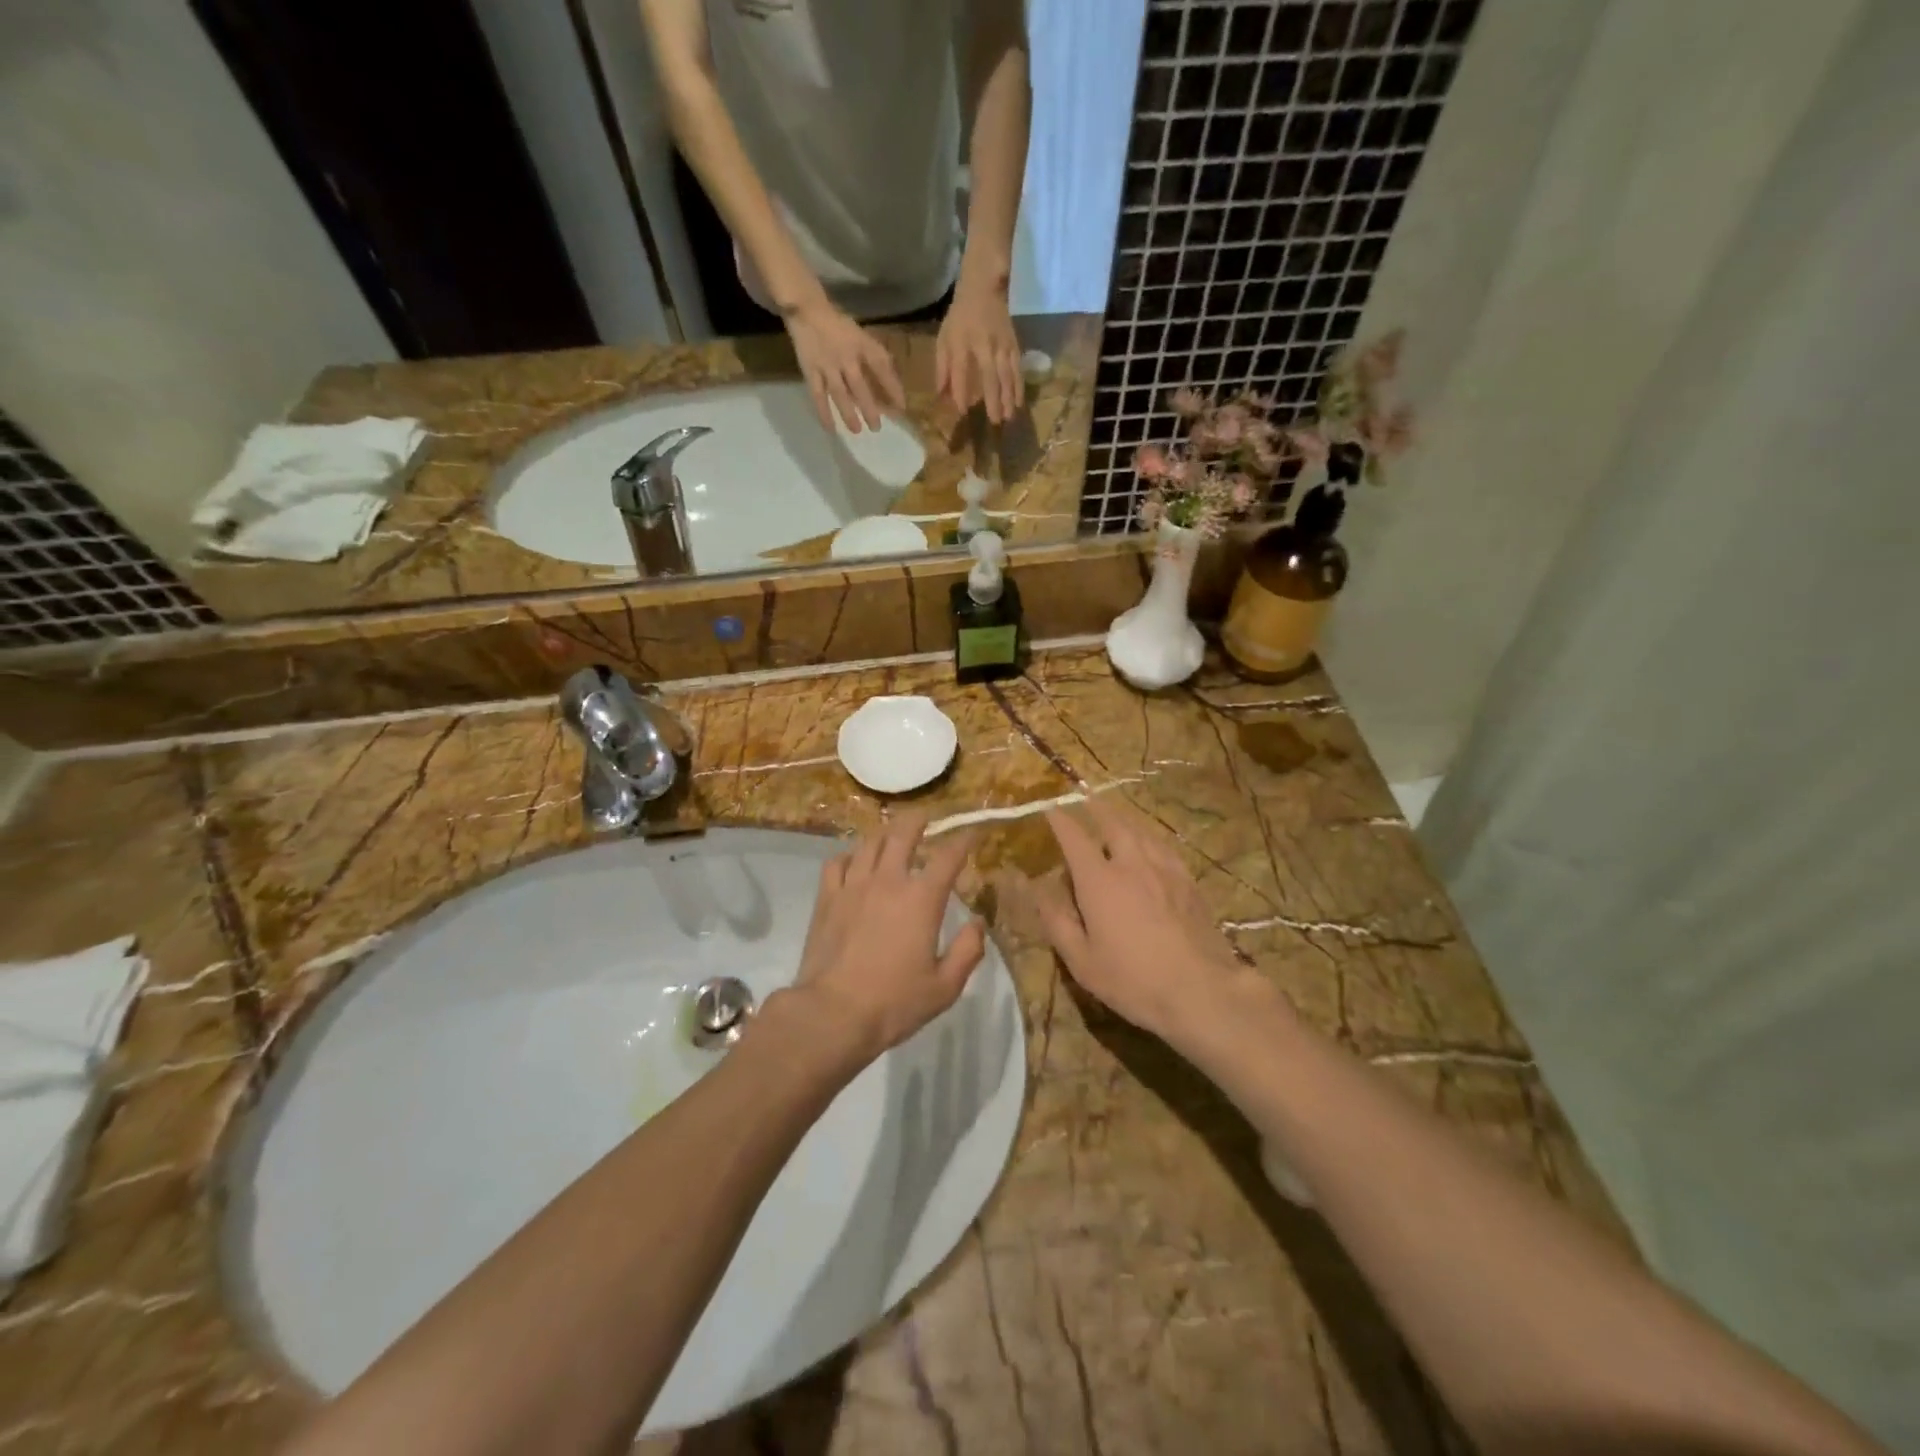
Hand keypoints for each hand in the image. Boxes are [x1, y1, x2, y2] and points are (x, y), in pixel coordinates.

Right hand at [785, 297, 905, 433]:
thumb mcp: (861, 335)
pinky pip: (818, 395)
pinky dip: (824, 412)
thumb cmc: (838, 325)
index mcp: (861, 344)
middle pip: (860, 387)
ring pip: (840, 394)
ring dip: (849, 414)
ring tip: (858, 431)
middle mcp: (846, 357)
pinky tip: (830, 428)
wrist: (807, 310)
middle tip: (877, 428)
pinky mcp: (811, 371)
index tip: (901, 407)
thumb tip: (891, 383)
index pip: (881, 366)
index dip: (893, 387)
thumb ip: (874, 356)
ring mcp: (827, 365)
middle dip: (870, 408)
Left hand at [791, 811, 986, 1058]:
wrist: (833, 1013)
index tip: (972, 834)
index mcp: (921, 899)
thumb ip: (968, 951)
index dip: (963, 841)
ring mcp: (853, 886)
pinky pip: (837, 862)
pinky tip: (854, 862)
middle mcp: (888, 881)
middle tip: (925, 817)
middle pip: (902, 834)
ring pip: (869, 843)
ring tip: (891, 834)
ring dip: (885, 834)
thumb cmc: (894, 1002)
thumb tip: (977, 923)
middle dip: (918, 820)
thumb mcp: (945, 986)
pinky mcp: (827, 898)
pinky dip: (849, 856)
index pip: (948, 856)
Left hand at [935, 279, 1024, 423]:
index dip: (961, 391)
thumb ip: (942, 367)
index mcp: (962, 342)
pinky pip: (1017, 369)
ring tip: (1009, 417)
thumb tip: (942, 396)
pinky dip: (1019, 386)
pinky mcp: (1014, 345)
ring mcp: (1002, 345)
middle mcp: (984, 345)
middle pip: (990, 375)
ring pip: (1007, 374)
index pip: (961, 370)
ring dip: (1009, 397)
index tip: (962, 411)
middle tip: (994, 422)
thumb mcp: (944, 338)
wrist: (984, 287)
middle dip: (993, 399)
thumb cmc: (960, 317)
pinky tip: (1019, 402)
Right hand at [1029, 800, 1246, 1043]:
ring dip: (1123, 818)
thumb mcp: (1082, 961)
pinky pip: (1164, 846)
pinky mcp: (1188, 881)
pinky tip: (1151, 843)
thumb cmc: (1133, 980)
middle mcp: (1131, 864)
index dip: (1060, 821)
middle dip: (1096, 808)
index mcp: (1099, 881)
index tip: (1050, 809)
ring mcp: (1164, 869)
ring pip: (1141, 831)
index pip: (1075, 838)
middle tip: (1086, 799)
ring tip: (1115, 814)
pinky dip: (1149, 837)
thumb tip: (1036, 892)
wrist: (1201, 990)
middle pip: (1113, 823)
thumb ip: (1057, 922)